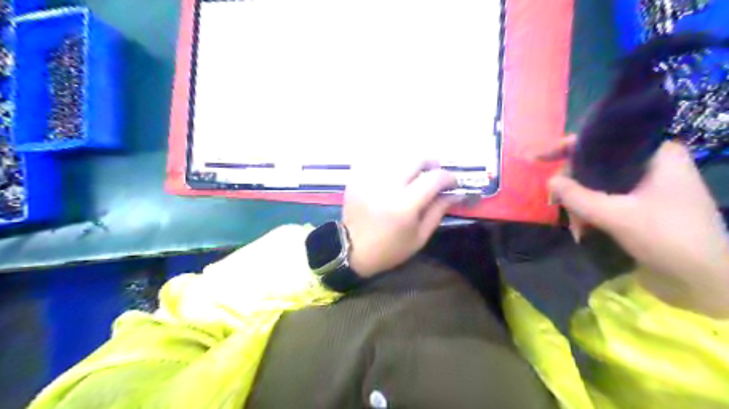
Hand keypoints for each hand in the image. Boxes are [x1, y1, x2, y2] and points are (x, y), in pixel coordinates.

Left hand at [344, 160, 456, 277]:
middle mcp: (387, 186)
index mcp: (404, 205)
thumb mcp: (419, 237)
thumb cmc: (389, 249)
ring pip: (397, 155)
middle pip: (416, 158)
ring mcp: (370, 179)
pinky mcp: (357, 177)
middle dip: (431, 163)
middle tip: (434, 174)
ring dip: (411, 162)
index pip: (434, 178)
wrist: (351, 250)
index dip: (448, 177)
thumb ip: (438, 211)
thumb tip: (456, 193)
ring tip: (414, 173)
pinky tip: (393, 172)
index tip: (453, 183)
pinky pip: (376, 158)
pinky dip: (389, 161)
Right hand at [536, 139, 727, 317]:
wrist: (704, 283)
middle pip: (596, 164)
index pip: (603, 139)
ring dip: (581, 206)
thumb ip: (577, 196)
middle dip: (573, 186)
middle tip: (555, 204)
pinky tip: (584, 232)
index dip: (567, 147)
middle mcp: (651, 165)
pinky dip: (591, 214)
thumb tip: (549, 181)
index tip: (539, 158)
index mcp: (656, 154)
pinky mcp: (641, 207)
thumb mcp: (616, 215)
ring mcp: (647, 187)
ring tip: (576, 228)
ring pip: (597, 185)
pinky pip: (605, 201)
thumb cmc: (668, 239)